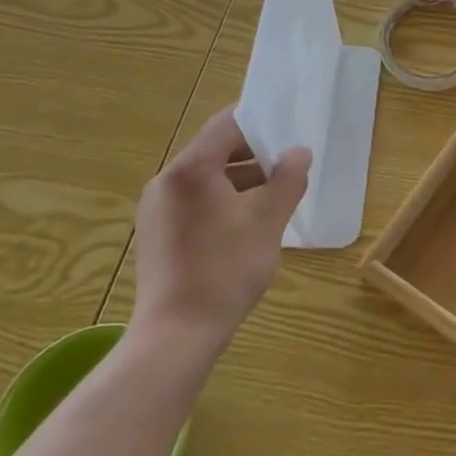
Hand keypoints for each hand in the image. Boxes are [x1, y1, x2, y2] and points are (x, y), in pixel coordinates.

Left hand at [130, 107, 311, 350]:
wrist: (176, 336)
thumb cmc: (225, 270)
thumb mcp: (268, 221)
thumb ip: (288, 180)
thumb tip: (299, 153)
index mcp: (190, 169)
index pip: (227, 124)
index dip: (260, 120)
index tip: (289, 126)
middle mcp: (166, 180)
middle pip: (215, 149)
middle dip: (254, 153)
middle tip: (289, 161)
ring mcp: (157, 208)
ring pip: (205, 177)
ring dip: (241, 178)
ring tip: (275, 192)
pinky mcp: (156, 232)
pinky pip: (194, 199)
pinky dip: (222, 198)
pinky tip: (247, 220)